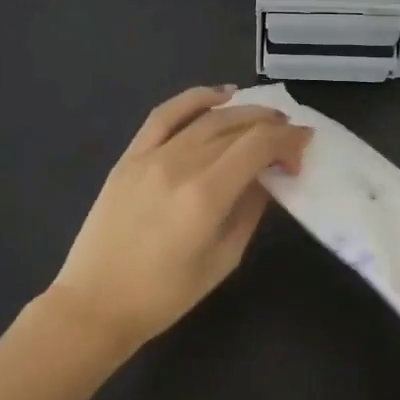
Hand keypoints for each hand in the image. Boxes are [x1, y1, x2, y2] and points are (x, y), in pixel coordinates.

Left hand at [48, 86, 311, 351]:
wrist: (96, 303)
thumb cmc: (165, 295)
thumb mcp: (223, 259)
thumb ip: (250, 210)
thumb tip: (267, 178)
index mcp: (206, 195)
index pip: (258, 145)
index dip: (288, 141)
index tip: (303, 151)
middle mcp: (180, 164)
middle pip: (236, 126)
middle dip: (272, 126)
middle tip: (291, 139)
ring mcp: (151, 156)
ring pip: (207, 117)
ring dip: (243, 111)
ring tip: (267, 117)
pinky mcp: (130, 156)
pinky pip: (165, 115)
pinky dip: (195, 98)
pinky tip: (220, 96)